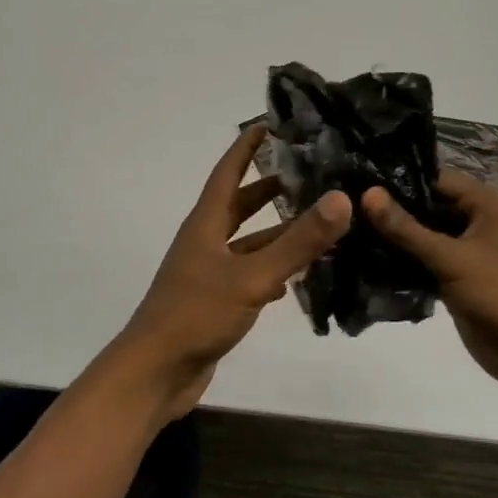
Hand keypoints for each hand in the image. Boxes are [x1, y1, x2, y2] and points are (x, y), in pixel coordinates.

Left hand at [117, 126, 352, 421]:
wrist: (156, 373)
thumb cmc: (196, 315)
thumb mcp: (251, 276)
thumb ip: (297, 241)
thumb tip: (341, 198)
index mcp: (205, 224)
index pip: (228, 172)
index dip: (247, 147)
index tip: (271, 123)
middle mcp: (205, 243)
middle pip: (240, 205)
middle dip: (270, 188)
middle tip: (310, 173)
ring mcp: (209, 274)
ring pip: (249, 243)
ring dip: (279, 233)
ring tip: (320, 224)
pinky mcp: (217, 303)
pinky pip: (250, 275)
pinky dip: (275, 269)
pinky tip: (300, 275)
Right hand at [362, 172, 497, 398]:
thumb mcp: (452, 258)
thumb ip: (407, 228)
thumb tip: (367, 193)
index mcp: (485, 203)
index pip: (434, 178)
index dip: (398, 179)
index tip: (355, 181)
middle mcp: (476, 220)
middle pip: (426, 205)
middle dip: (390, 209)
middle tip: (343, 207)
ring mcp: (465, 251)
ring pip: (421, 235)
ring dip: (392, 237)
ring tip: (347, 231)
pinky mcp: (455, 277)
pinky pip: (422, 261)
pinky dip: (400, 261)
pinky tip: (363, 259)